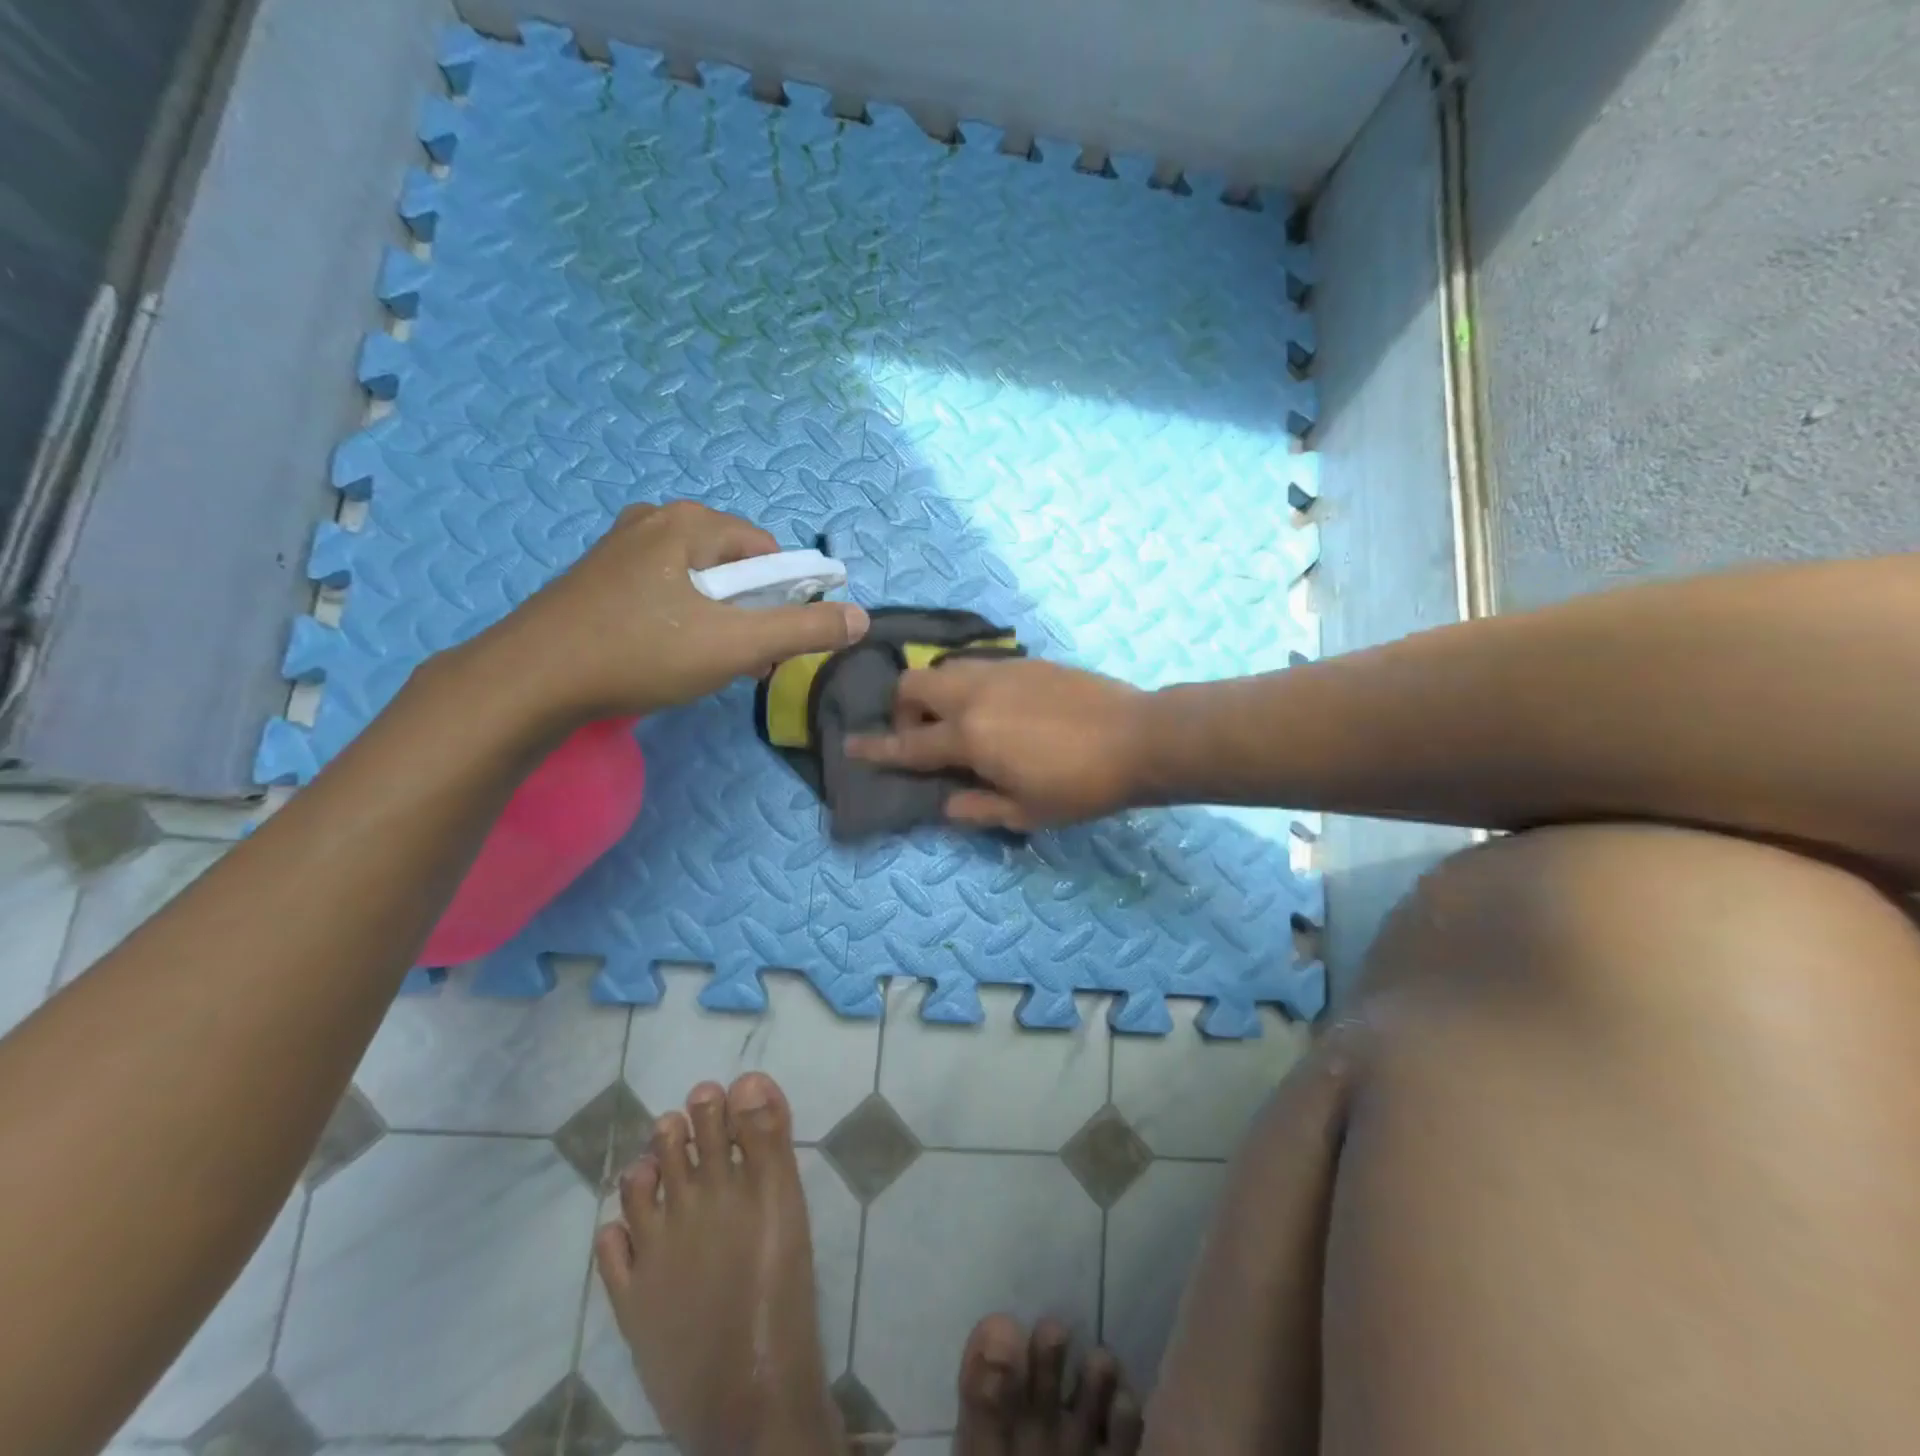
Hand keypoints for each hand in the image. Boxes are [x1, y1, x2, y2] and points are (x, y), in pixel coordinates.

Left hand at [475, 502, 868, 725]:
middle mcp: (657, 520)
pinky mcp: (601, 575)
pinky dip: (683, 619)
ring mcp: (623, 546)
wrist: (530, 680)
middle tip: (742, 662)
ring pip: (700, 581)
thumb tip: (860, 618)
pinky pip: (666, 589)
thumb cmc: (640, 653)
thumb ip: (803, 630)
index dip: (784, 599)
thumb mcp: (734, 645)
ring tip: (708, 665)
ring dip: (719, 622)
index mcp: (690, 523)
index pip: (768, 552)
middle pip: (735, 565)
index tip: (773, 645)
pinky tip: (670, 655)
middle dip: (750, 615)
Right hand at [847, 658, 1150, 829]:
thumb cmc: (1080, 786)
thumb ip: (975, 807)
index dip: (874, 748)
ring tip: (961, 722)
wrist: (1138, 737)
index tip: (849, 744)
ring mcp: (1001, 670)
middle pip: (912, 684)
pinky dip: (968, 685)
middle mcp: (974, 694)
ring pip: (945, 669)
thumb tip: (945, 803)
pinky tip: (997, 708)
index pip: (907, 743)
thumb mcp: (1025, 812)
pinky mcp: (1026, 661)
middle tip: (925, 737)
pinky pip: (978, 665)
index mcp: (968, 736)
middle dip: (902, 709)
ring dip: (936, 693)